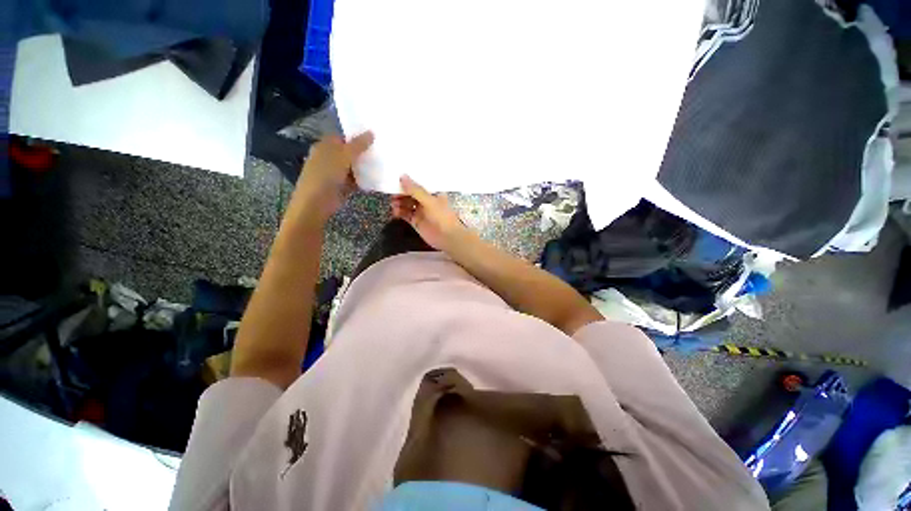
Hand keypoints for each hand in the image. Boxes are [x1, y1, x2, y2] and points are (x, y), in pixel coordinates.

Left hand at [290, 132, 373, 222]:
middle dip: (363, 152)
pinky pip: (355, 180)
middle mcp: (329, 158)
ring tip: (382, 163)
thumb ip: (358, 145)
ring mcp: (335, 173)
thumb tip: (372, 132)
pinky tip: (376, 178)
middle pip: (349, 152)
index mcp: (325, 146)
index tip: (374, 138)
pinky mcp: (341, 186)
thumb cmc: (326, 175)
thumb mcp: (343, 156)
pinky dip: (364, 180)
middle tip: (381, 151)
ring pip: (353, 167)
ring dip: (365, 167)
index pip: (343, 138)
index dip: (357, 137)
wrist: (317, 202)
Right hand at [391, 175, 469, 250]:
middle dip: (401, 193)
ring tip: (393, 203)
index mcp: (433, 193)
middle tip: (392, 193)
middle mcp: (426, 201)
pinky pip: (405, 215)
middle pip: (411, 194)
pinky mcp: (416, 222)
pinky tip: (394, 211)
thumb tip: (402, 176)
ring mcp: (421, 212)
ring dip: (399, 203)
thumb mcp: (429, 201)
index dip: (408, 182)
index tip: (396, 179)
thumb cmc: (442, 216)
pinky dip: (399, 213)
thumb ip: (416, 190)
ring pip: (407, 204)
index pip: (418, 185)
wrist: (448, 237)